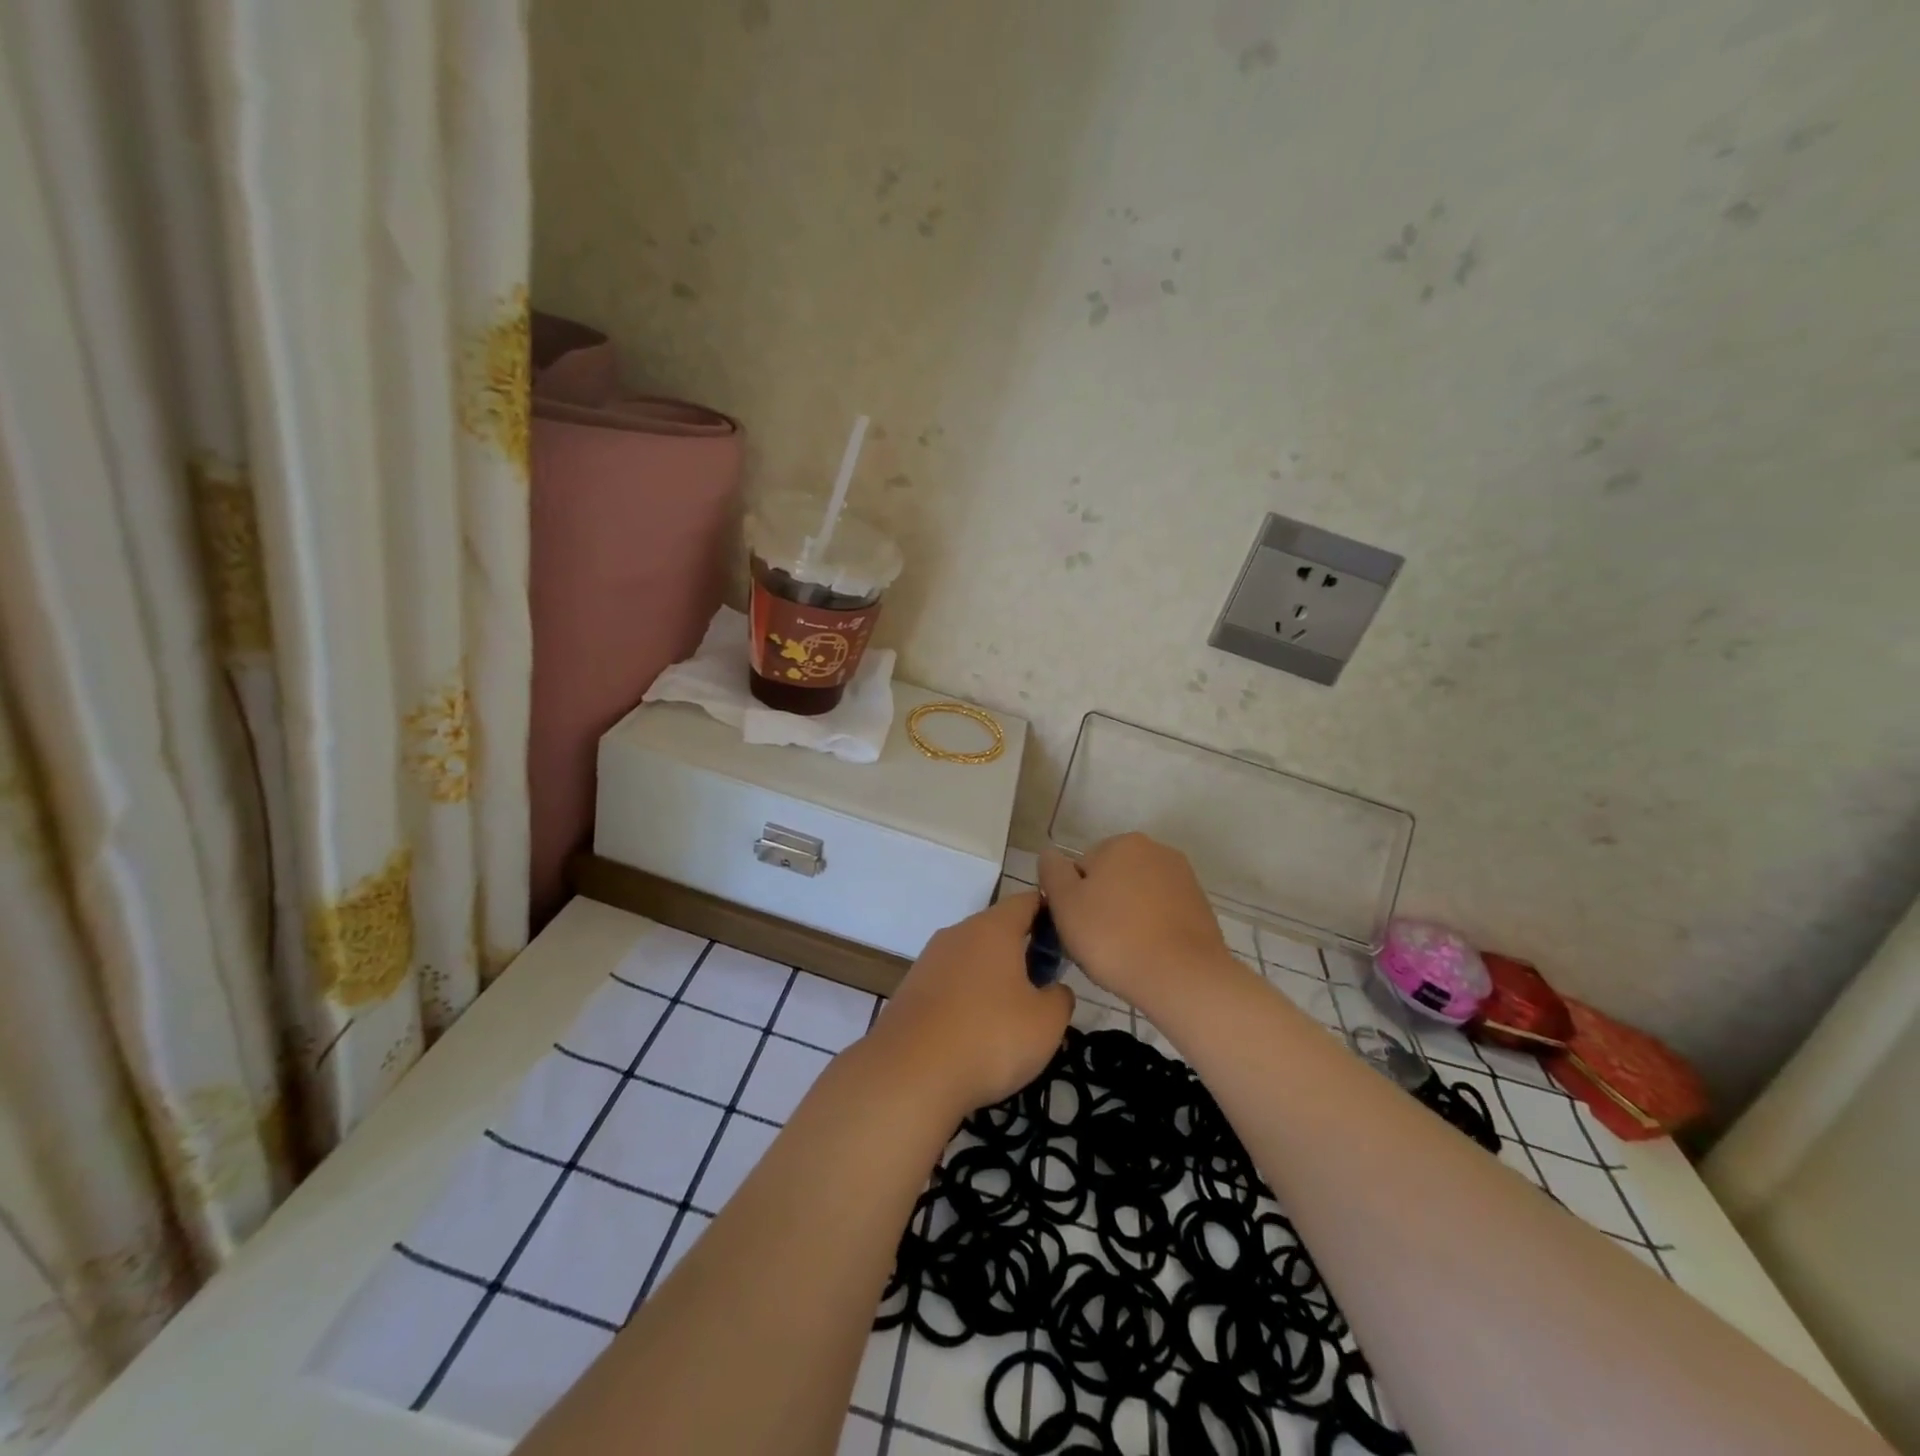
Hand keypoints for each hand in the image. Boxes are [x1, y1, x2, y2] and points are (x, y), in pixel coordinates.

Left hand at [868, 891, 1074, 1116]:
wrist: (909, 1074)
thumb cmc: (989, 1038)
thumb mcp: (1047, 1023)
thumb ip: (1060, 998)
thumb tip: (1054, 990)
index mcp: (992, 928)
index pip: (1027, 901)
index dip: (1050, 914)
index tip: (1067, 940)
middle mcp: (958, 933)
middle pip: (997, 929)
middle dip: (1022, 951)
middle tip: (1044, 985)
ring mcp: (929, 960)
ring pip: (972, 957)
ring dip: (993, 977)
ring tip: (1012, 1015)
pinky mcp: (911, 989)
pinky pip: (950, 983)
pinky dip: (967, 998)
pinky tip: (976, 1032)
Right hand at [1039, 834, 1238, 1012]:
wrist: (1183, 978)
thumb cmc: (1113, 937)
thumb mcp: (1065, 904)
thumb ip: (1052, 872)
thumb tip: (1050, 854)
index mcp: (1122, 843)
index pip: (1081, 868)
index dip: (1072, 899)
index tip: (1075, 927)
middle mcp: (1156, 850)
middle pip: (1111, 878)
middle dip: (1101, 905)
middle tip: (1096, 943)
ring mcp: (1183, 878)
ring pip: (1137, 897)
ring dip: (1126, 917)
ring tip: (1123, 954)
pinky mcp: (1200, 907)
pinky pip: (1161, 914)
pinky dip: (1151, 929)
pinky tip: (1147, 955)